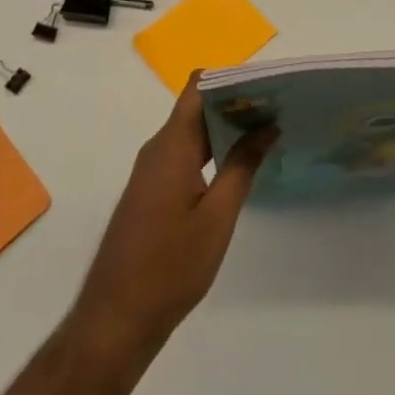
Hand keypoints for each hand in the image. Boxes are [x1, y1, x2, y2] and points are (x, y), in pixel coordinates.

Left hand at [70, 77, 276, 365]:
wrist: (117, 316)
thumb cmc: (171, 265)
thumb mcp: (217, 216)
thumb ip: (242, 166)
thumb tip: (266, 126)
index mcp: (171, 145)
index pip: (197, 87)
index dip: (230, 78)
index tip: (265, 84)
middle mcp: (157, 148)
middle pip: (196, 107)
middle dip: (235, 102)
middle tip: (277, 108)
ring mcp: (151, 170)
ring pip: (190, 132)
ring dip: (224, 127)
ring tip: (266, 131)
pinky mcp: (151, 191)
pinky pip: (183, 154)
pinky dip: (210, 149)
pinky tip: (238, 163)